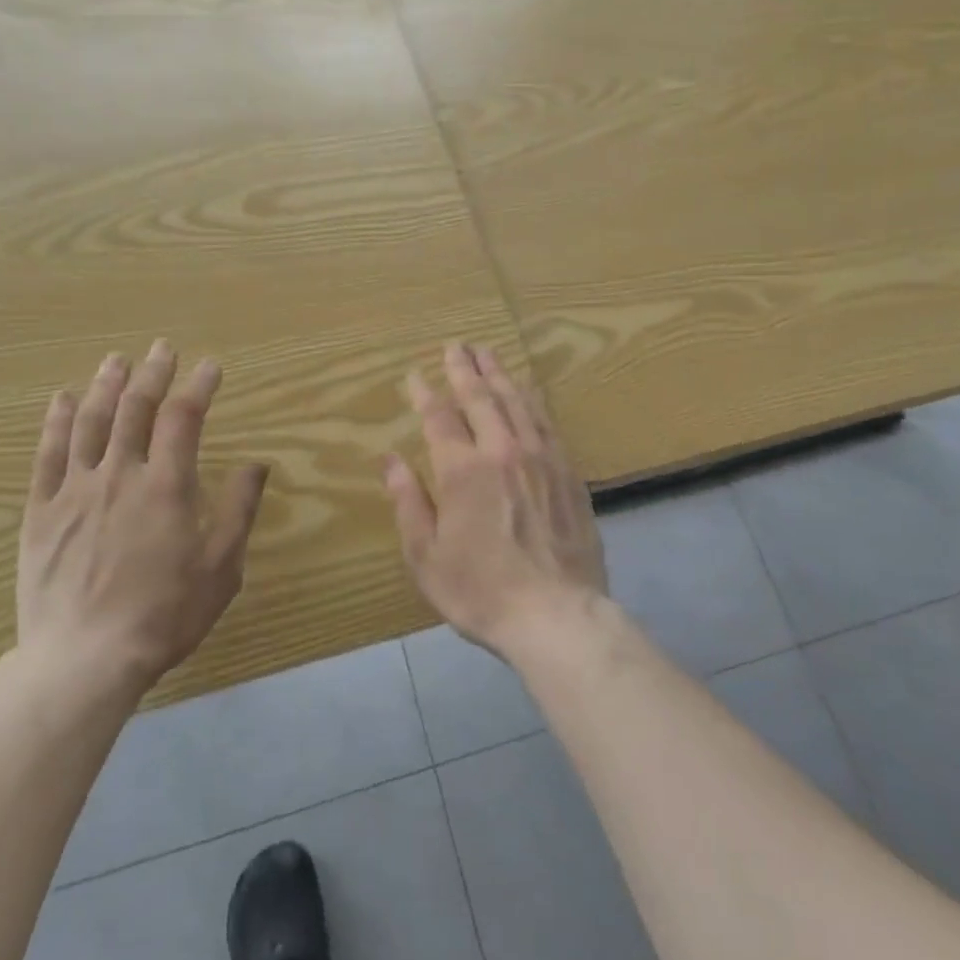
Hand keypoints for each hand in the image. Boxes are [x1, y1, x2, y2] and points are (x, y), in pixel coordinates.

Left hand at [17, 340, 268, 697]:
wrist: (83, 660)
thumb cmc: (164, 616)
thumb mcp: (220, 568)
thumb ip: (238, 510)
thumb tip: (257, 464)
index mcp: (166, 487)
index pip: (184, 418)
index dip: (199, 386)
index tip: (210, 366)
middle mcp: (119, 475)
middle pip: (135, 409)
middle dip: (153, 373)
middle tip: (162, 348)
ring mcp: (74, 490)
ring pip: (90, 422)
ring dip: (106, 385)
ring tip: (116, 359)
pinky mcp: (40, 511)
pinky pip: (46, 454)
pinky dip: (55, 421)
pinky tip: (62, 399)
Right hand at [383, 343, 606, 658]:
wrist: (556, 615)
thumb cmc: (480, 591)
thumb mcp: (426, 556)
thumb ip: (408, 502)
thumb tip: (389, 460)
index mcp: (463, 470)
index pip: (440, 417)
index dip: (425, 393)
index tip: (415, 374)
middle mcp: (503, 452)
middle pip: (482, 397)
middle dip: (465, 369)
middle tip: (457, 345)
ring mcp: (542, 459)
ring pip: (518, 402)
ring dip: (500, 374)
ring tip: (489, 353)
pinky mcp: (569, 473)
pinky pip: (547, 423)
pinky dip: (533, 400)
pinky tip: (529, 392)